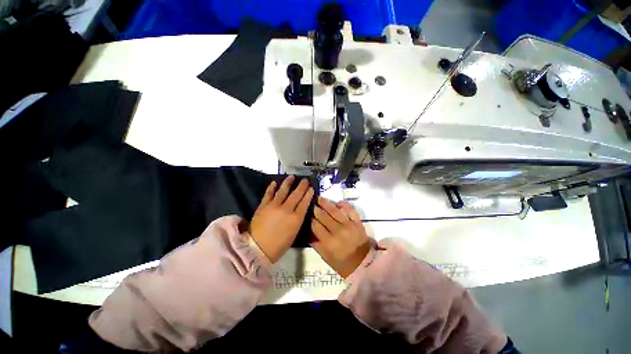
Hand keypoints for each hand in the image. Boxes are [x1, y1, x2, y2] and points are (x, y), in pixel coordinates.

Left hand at [249, 176, 313, 262]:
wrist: (258, 248)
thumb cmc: (279, 245)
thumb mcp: (294, 233)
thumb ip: (298, 219)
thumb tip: (300, 209)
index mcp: (296, 218)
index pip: (304, 203)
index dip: (308, 194)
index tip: (311, 188)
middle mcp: (286, 209)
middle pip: (296, 195)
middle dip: (302, 186)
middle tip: (305, 180)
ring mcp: (274, 206)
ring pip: (283, 191)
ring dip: (288, 183)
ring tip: (291, 177)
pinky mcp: (263, 205)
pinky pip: (269, 194)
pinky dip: (272, 187)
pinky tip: (275, 182)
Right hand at [311, 197, 370, 277]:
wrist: (364, 264)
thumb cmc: (343, 264)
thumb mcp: (326, 257)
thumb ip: (316, 244)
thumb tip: (307, 232)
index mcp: (329, 242)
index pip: (316, 226)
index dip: (311, 219)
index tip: (307, 215)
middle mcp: (338, 231)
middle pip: (324, 216)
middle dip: (316, 209)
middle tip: (311, 203)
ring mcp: (349, 225)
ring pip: (335, 211)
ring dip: (326, 203)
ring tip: (320, 198)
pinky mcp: (357, 222)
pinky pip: (350, 210)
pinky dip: (344, 205)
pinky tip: (338, 202)